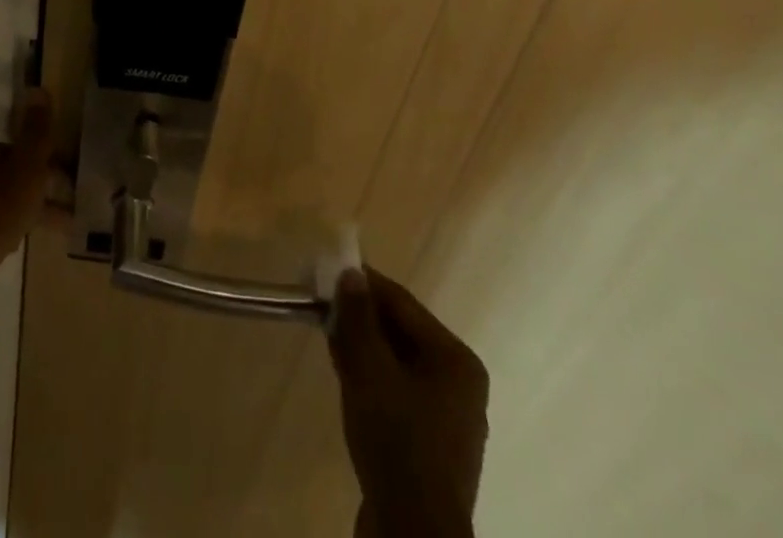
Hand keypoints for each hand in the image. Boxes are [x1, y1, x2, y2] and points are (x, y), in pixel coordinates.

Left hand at [0, 90, 56, 340]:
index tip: (78, 187)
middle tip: (72, 213)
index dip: (55, 167)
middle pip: (17, 175)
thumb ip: (34, 135)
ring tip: (50, 233)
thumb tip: (39, 86)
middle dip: (43, 189)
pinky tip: (9, 248)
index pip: (31, 152)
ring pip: (3, 199)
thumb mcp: (20, 175)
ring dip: (26, 210)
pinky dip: (6, 228)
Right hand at [328, 267, 488, 537]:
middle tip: (322, 303)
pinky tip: (344, 371)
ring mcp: (447, 417)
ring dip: (362, 346)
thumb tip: (350, 273)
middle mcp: (460, 384)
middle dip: (361, 317)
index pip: (403, 303)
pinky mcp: (430, 445)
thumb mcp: (369, 370)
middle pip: (401, 332)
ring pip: (397, 363)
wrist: (412, 534)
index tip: (327, 270)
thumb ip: (358, 317)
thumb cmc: (396, 441)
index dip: (363, 283)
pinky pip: (398, 392)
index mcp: (456, 360)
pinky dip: (371, 376)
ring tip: (327, 333)